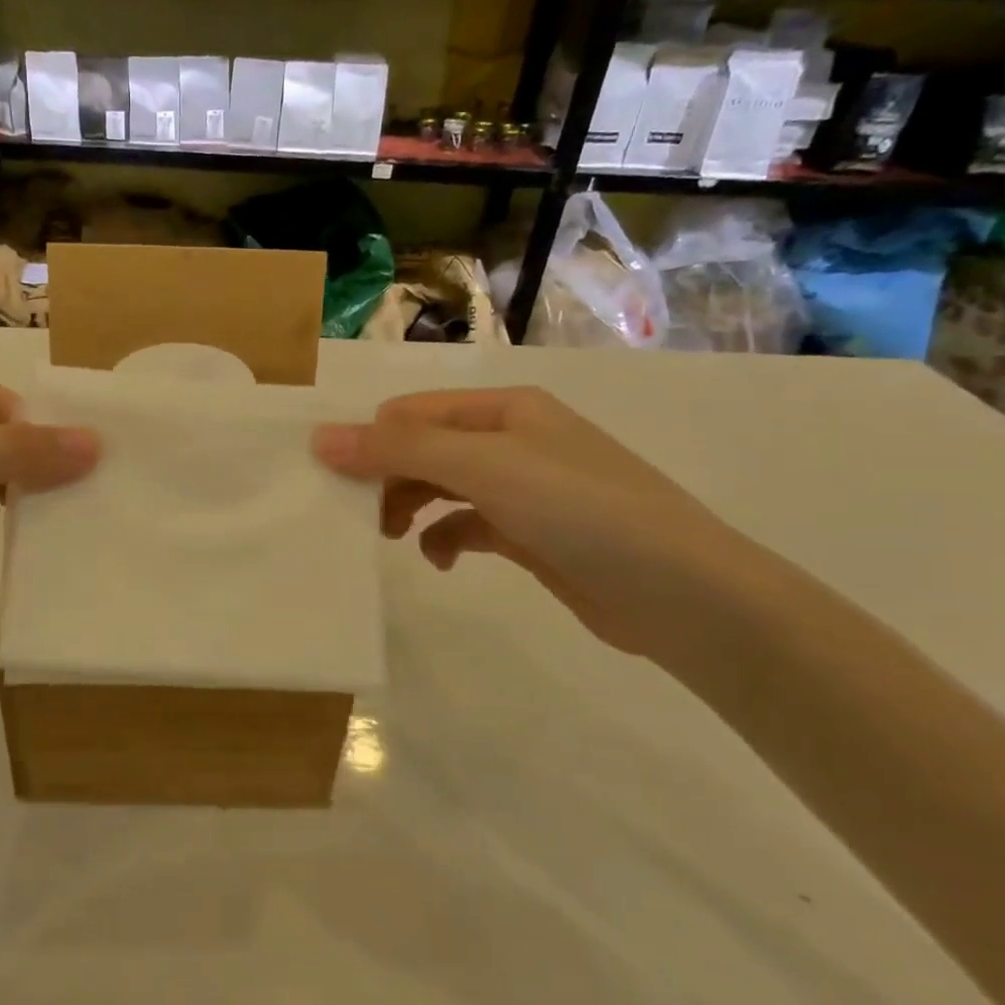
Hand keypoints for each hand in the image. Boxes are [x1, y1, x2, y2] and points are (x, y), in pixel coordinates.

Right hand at [315, 387, 766, 664]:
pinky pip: (468, 525)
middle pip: (424, 448)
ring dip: (409, 506)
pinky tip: (440, 559)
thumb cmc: (580, 511)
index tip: (332, 480)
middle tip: (354, 515)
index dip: (368, 440)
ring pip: (442, 486)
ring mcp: (523, 488)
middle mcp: (511, 440)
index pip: (411, 412)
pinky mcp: (531, 534)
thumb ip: (401, 450)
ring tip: (389, 536)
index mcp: (503, 409)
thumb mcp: (485, 468)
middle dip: (386, 477)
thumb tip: (320, 436)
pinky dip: (445, 538)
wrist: (683, 595)